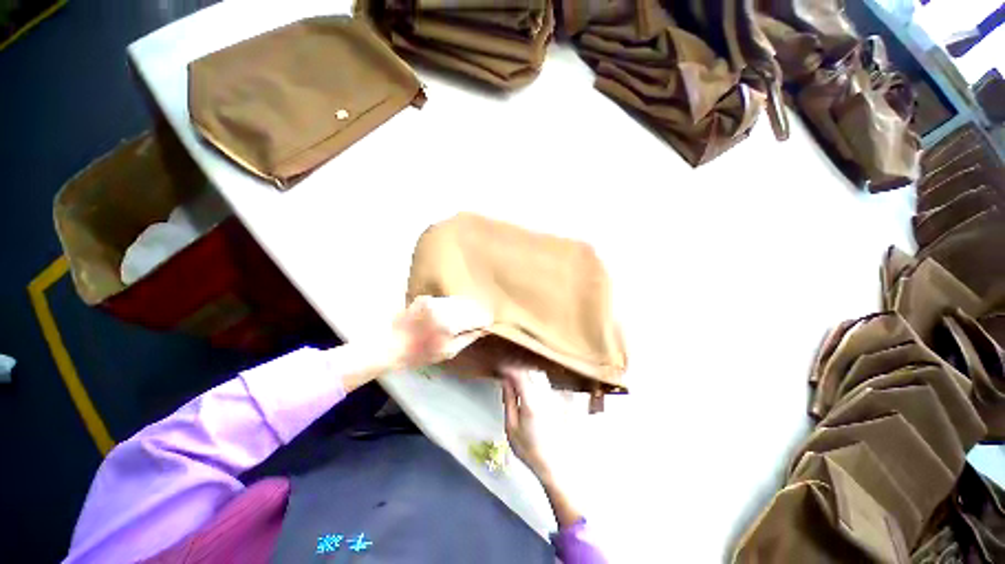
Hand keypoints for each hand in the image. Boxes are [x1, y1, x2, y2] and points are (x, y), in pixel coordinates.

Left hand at [389, 296, 490, 369]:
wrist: (389, 344)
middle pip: (473, 304)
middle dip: (476, 313)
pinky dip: (452, 306)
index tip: (484, 326)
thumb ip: (468, 337)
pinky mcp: (427, 297)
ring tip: (459, 320)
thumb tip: (484, 328)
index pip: (481, 315)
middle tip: (474, 323)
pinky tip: (445, 315)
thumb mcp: (448, 352)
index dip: (485, 320)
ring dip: (465, 308)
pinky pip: (448, 299)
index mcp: (451, 324)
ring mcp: (435, 300)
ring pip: (461, 299)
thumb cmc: (419, 353)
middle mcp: (445, 307)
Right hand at [501, 365, 564, 481]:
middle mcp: (546, 394)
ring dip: (530, 371)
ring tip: (520, 375)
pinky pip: (551, 383)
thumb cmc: (530, 450)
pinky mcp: (565, 399)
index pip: (519, 373)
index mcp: (531, 401)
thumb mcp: (511, 427)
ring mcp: (557, 396)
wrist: (556, 466)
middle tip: (509, 370)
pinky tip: (536, 384)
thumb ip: (509, 400)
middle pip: (532, 370)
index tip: (501, 367)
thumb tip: (505, 381)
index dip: (508, 367)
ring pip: (542, 375)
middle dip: (519, 366)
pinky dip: (541, 380)